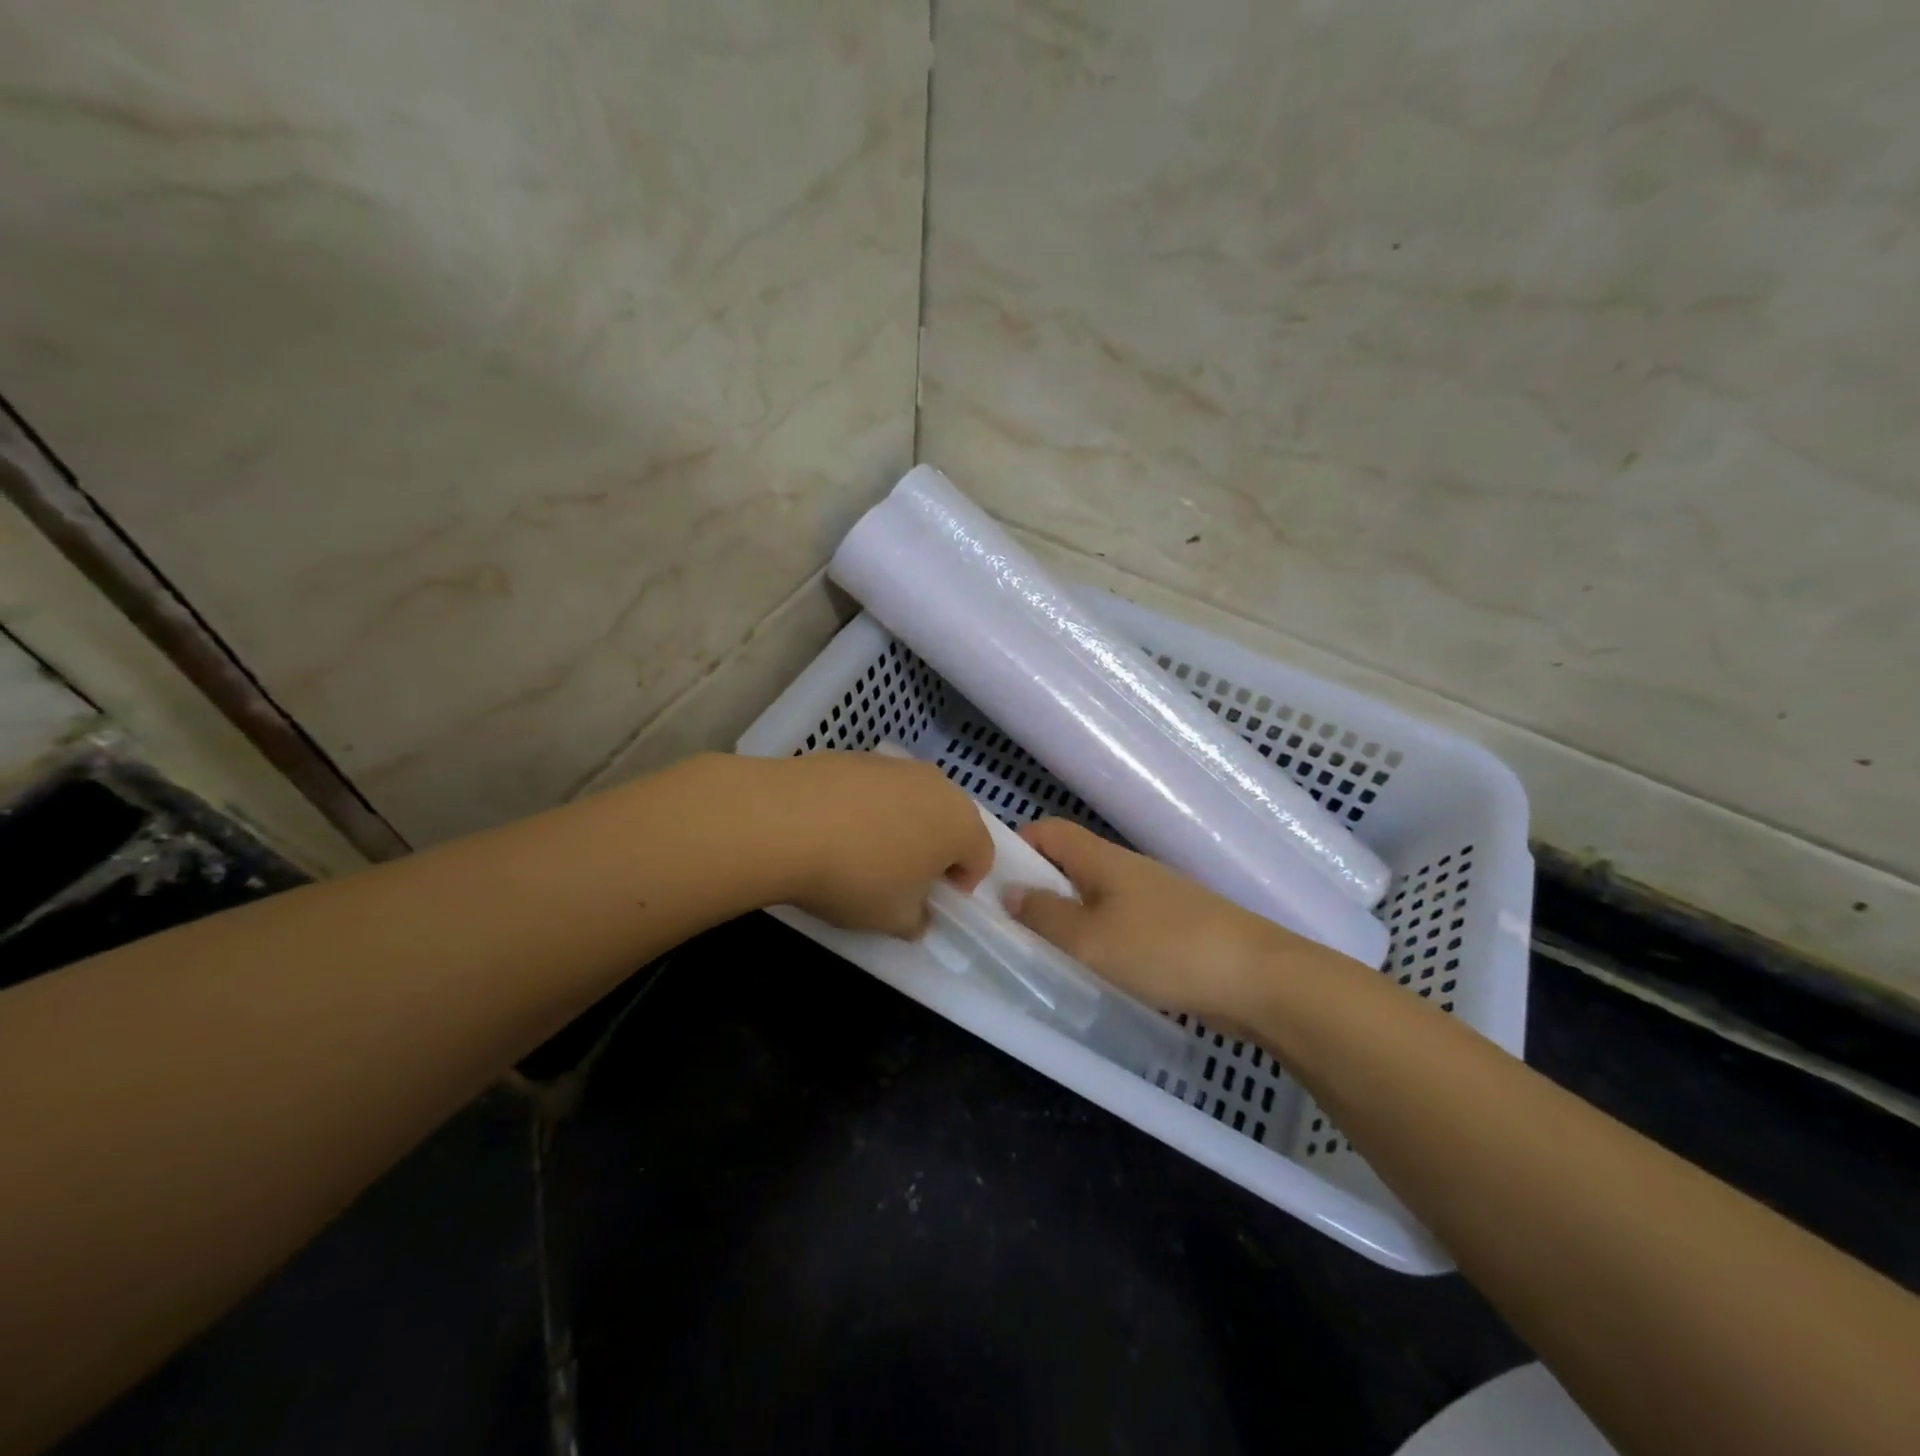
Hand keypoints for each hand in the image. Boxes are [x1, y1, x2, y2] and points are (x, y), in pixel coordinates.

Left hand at [750, 751, 993, 937]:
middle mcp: (938, 785)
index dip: (962, 883)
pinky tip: (835, 828)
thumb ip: (917, 921)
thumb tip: (918, 916)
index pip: (981, 855)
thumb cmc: (856, 876)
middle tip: (902, 878)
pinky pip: (877, 788)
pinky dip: (868, 808)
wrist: (785, 821)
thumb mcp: (893, 919)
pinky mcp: (857, 755)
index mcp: (961, 824)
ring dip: (902, 825)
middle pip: (950, 821)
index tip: (932, 901)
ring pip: (913, 801)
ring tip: (864, 852)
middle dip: (934, 850)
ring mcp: (896, 765)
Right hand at [1006, 818, 1336, 1024]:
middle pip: (1071, 862)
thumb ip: (1045, 915)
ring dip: (1068, 916)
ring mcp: (1154, 897)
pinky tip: (1097, 969)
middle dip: (1038, 887)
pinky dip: (1099, 937)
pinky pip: (1121, 921)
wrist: (1257, 978)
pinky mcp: (1174, 927)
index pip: (1049, 830)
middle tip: (1011, 925)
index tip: (993, 880)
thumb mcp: (1090, 939)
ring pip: (1096, 895)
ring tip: (1047, 951)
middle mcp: (1126, 868)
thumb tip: (1009, 890)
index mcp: (1102, 859)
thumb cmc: (1163, 949)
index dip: (1018, 845)